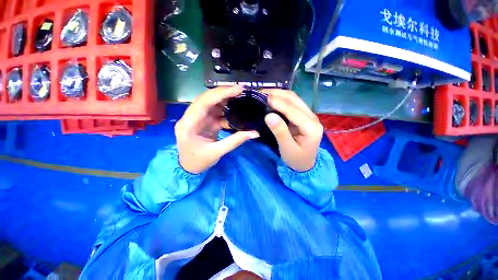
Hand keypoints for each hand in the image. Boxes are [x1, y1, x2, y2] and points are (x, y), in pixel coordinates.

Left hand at [175, 86, 259, 173]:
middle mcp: (190, 118)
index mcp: (188, 125)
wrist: (188, 167)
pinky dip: (225, 110)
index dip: (220, 94)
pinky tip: (235, 110)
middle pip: (206, 99)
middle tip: (241, 90)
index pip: (203, 103)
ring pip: (211, 103)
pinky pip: (215, 112)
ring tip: (240, 96)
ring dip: (225, 99)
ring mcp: (197, 119)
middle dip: (223, 93)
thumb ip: (235, 141)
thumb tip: (255, 133)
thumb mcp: (217, 152)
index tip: (237, 89)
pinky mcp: (203, 121)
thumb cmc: (198, 162)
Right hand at [263, 89, 322, 171]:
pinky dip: (281, 100)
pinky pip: (292, 104)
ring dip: (279, 94)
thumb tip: (268, 115)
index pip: (292, 110)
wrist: (305, 164)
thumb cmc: (296, 159)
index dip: (277, 102)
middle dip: (277, 94)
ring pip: (294, 99)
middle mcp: (312, 117)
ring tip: (264, 93)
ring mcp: (309, 115)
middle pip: (294, 99)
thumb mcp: (287, 148)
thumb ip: (280, 131)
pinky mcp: (304, 116)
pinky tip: (272, 99)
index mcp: (311, 127)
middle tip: (260, 93)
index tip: (262, 97)